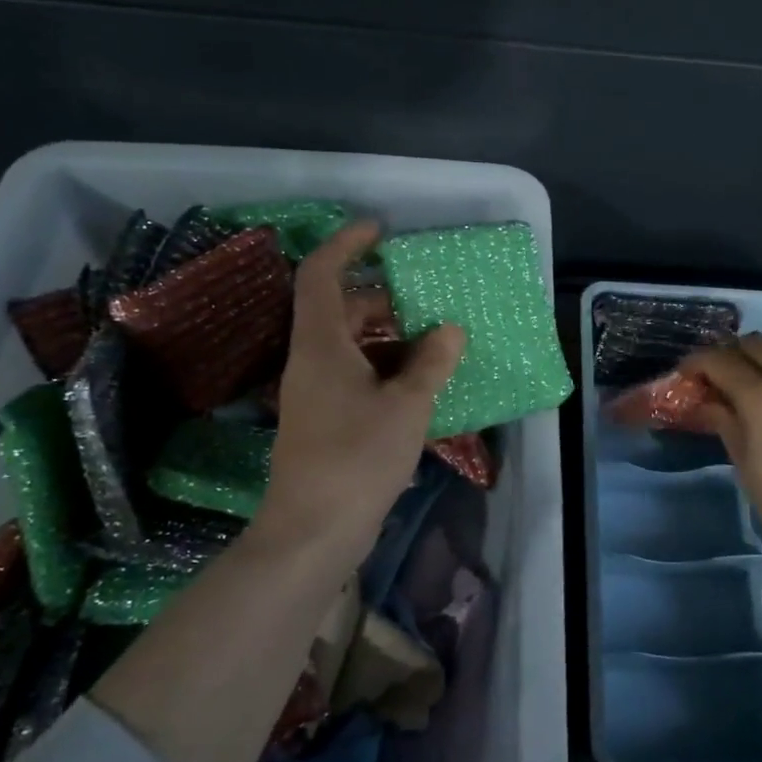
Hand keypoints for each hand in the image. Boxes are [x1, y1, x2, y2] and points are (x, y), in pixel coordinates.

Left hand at [257, 220, 464, 559]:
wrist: (314, 531)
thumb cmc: (357, 458)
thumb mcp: (406, 406)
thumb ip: (431, 363)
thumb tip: (449, 329)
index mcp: (321, 345)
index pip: (321, 275)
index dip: (346, 244)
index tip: (379, 230)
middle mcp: (312, 361)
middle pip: (342, 310)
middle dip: (384, 299)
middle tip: (428, 303)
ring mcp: (316, 393)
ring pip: (352, 346)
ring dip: (391, 339)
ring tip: (437, 345)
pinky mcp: (326, 420)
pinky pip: (358, 377)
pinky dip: (388, 370)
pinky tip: (423, 387)